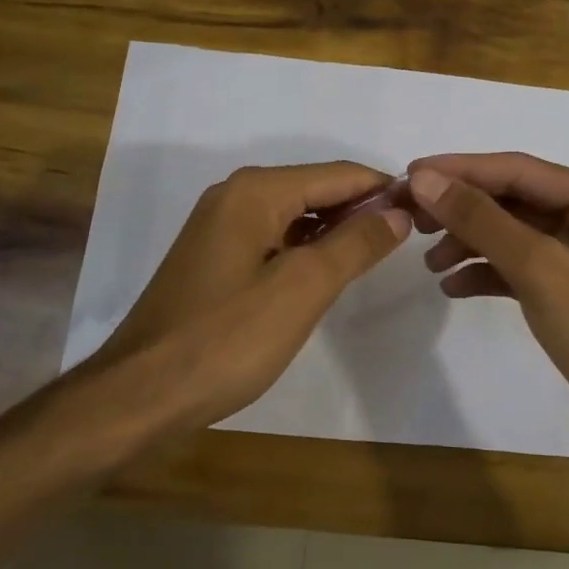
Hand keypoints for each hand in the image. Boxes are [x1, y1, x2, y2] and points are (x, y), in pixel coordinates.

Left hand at [87, 162, 410, 430]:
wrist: (141, 393)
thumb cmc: (227, 338)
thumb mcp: (303, 288)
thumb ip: (355, 244)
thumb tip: (399, 211)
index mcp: (256, 191)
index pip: (338, 174)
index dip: (384, 189)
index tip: (427, 211)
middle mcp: (235, 195)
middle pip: (316, 189)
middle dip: (362, 209)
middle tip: (410, 238)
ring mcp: (220, 227)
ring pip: (296, 215)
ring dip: (336, 230)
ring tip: (379, 254)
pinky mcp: (215, 258)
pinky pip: (274, 238)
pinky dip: (306, 248)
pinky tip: (329, 271)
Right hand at [405, 153, 568, 476]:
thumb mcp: (540, 268)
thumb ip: (482, 220)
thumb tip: (424, 179)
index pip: (521, 170)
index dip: (463, 170)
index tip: (410, 175)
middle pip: (515, 201)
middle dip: (463, 208)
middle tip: (411, 217)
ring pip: (514, 236)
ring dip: (470, 243)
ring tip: (430, 261)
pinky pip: (519, 270)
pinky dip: (486, 274)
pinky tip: (453, 287)